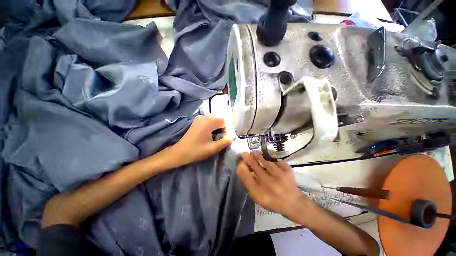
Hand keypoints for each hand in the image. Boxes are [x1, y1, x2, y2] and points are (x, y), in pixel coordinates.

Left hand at [171, 115, 234, 165]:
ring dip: (218, 126)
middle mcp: (204, 117)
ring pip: (215, 118)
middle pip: (220, 118)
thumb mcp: (213, 148)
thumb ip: (225, 141)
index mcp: (208, 122)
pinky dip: (213, 125)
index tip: (224, 138)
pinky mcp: (197, 120)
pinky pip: (209, 120)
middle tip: (221, 138)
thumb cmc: (196, 151)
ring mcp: (200, 117)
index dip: (227, 129)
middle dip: (223, 127)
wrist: (180, 152)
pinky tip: (210, 133)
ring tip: (216, 136)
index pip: (224, 121)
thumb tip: (232, 137)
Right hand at [237, 152, 312, 218]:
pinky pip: (275, 160)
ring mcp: (280, 176)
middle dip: (247, 158)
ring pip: (264, 161)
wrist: (294, 203)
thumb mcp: (258, 197)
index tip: (240, 163)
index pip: (246, 177)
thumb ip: (250, 184)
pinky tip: (267, 159)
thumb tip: (243, 168)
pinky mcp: (288, 170)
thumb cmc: (273, 201)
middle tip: (244, 154)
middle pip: (255, 166)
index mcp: (260, 195)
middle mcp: (269, 185)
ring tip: (253, 153)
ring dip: (257, 155)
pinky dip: (270, 159)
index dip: (242, 168)